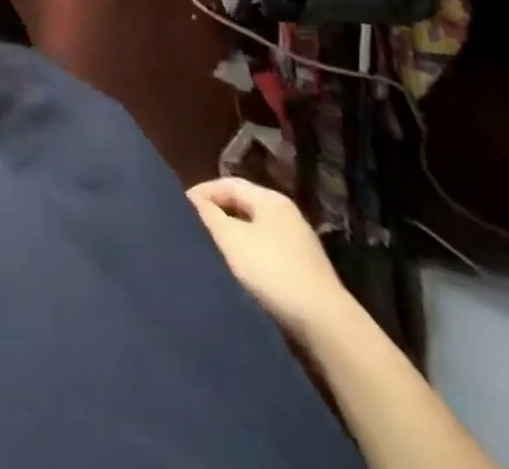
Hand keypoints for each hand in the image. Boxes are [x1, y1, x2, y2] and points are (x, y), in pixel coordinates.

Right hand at [188, 177, 354, 343]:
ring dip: (233, 234)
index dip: (202, 192)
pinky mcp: (306, 269)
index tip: (181, 208)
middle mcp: (286, 213)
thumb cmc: (273, 272)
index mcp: (270, 199)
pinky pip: (268, 249)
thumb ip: (208, 215)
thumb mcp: (231, 239)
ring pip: (255, 228)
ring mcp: (299, 242)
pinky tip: (240, 269)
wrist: (328, 326)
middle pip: (243, 204)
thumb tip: (193, 200)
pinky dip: (249, 252)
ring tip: (212, 248)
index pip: (227, 183)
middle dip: (217, 212)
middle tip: (194, 226)